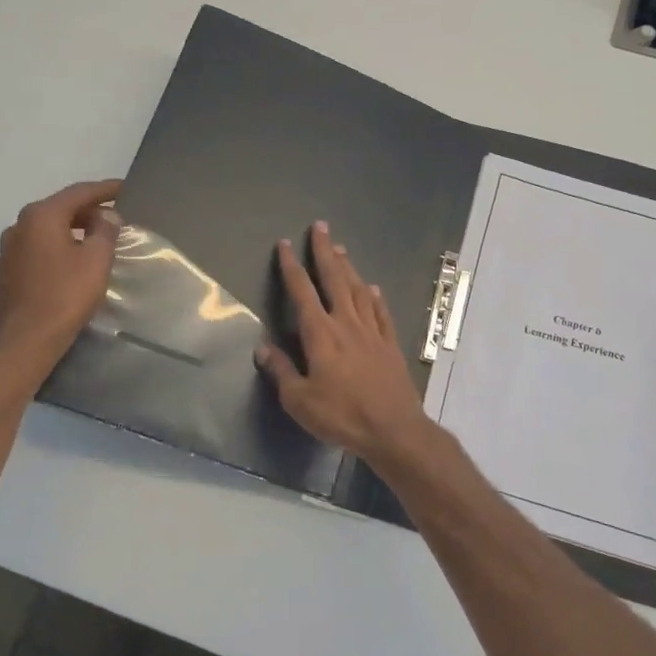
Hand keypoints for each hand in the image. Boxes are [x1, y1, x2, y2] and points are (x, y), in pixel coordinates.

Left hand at [0, 179, 122, 378]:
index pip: (78, 193)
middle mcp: (20, 225)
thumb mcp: (96, 260)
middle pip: (60, 208)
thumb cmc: (65, 296)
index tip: (125, 188)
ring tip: (97, 237)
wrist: (26, 340)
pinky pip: (39, 247)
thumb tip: (106, 215)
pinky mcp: (8, 271)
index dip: (105, 190)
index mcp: (41, 216)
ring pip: (48, 228)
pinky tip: (73, 259)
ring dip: (73, 228)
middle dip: (88, 209)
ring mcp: (9, 249)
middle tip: (115, 215)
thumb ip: (104, 231)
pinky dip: (59, 245)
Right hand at [254, 221, 433, 464]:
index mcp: (320, 334)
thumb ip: (281, 371)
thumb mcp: (299, 400)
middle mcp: (346, 323)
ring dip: (349, 267)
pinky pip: (381, 313)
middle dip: (324, 251)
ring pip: (359, 290)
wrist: (393, 429)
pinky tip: (373, 289)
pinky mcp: (390, 344)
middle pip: (334, 279)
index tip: (284, 244)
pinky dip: (375, 298)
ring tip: (342, 249)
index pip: (302, 291)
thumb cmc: (341, 415)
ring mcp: (372, 332)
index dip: (291, 266)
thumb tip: (262, 347)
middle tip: (321, 226)